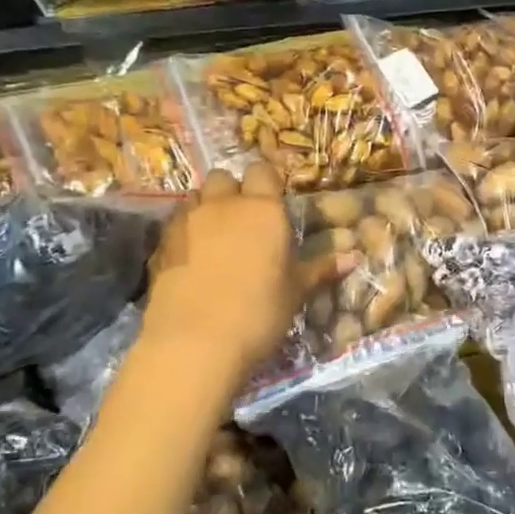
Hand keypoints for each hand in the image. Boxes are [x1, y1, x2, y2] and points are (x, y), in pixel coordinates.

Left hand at [144, 163, 349, 384]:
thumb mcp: (296, 292)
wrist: (195, 341)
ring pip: (196, 197)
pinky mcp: (161, 244)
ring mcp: (187, 222)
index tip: (274, 204)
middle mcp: (223, 205)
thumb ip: (321, 269)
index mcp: (262, 210)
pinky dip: (185, 232)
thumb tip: (354, 256)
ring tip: (216, 237)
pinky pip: (175, 224)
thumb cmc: (259, 313)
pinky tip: (192, 258)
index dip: (267, 184)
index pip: (263, 172)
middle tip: (243, 221)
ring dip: (206, 208)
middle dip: (232, 191)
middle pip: (223, 177)